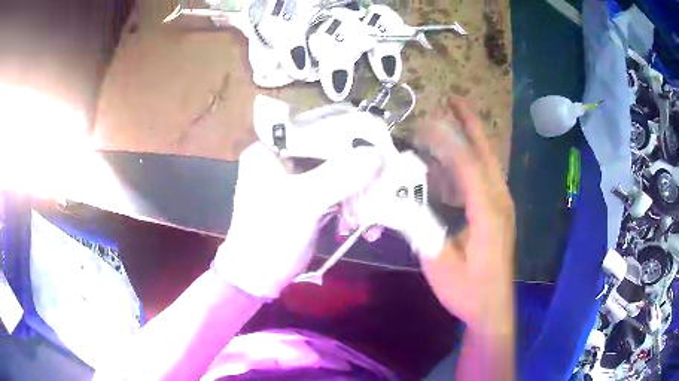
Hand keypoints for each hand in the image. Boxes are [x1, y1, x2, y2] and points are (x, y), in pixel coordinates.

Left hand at [214, 142, 383, 298]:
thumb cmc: (270, 236)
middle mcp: (281, 158)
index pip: (313, 127)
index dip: (345, 132)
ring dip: (357, 192)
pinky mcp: (306, 198)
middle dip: (356, 169)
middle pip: (328, 150)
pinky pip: (335, 191)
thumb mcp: (304, 202)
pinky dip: (351, 205)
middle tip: (381, 180)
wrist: (258, 277)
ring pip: (336, 172)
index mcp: (269, 149)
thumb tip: (378, 153)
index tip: (376, 142)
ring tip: (372, 214)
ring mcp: (295, 179)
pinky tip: (362, 225)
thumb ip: (340, 174)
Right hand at [414, 97, 514, 328]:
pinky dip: (468, 163)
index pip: (467, 165)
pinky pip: (484, 178)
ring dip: (469, 140)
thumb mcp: (439, 263)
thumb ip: (421, 229)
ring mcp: (502, 205)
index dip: (446, 140)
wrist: (493, 308)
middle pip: (485, 153)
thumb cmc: (468, 290)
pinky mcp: (499, 212)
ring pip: (486, 163)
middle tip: (452, 99)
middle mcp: (499, 201)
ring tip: (450, 122)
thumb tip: (400, 199)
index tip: (424, 121)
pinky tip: (451, 165)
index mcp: (488, 212)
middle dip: (470, 123)